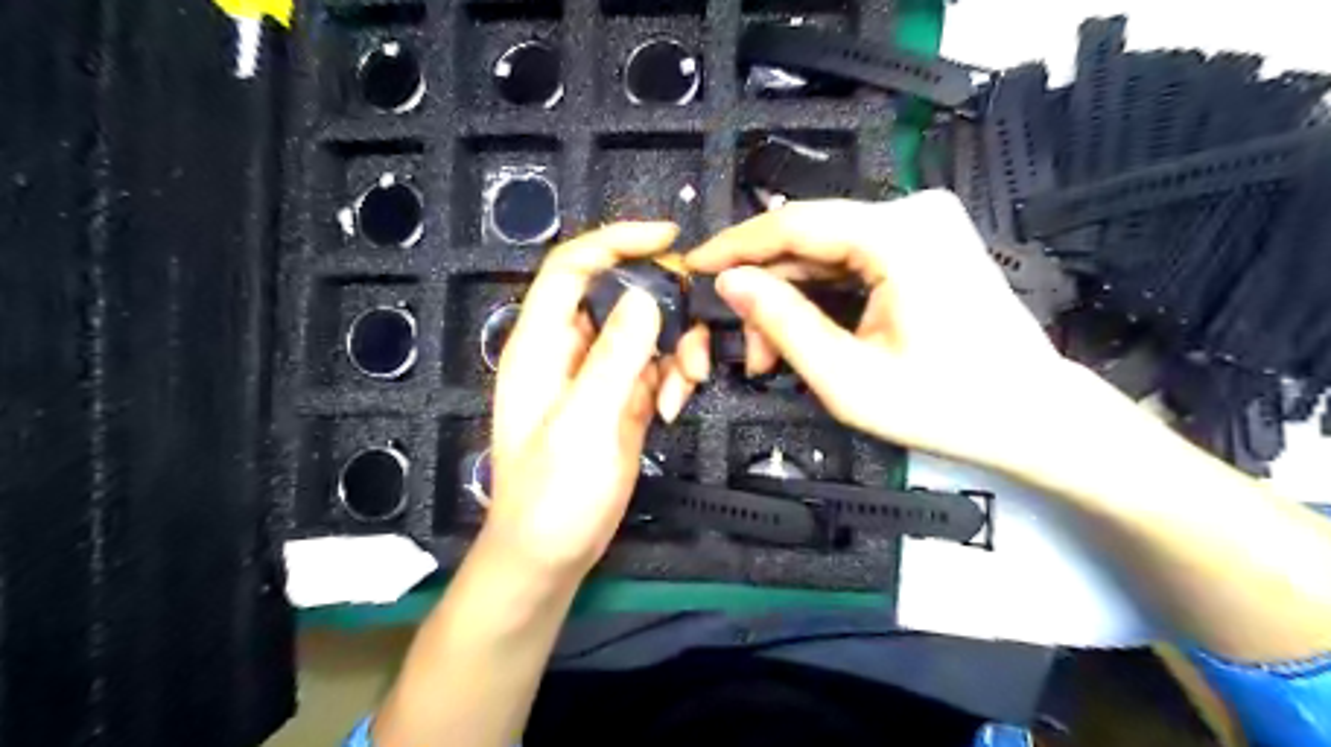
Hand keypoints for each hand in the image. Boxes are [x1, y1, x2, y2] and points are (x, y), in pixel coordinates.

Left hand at [476, 222, 705, 582]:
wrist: (551, 554)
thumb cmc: (553, 494)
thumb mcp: (584, 423)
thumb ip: (615, 357)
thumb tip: (645, 296)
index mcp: (542, 344)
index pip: (572, 267)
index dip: (615, 241)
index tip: (668, 238)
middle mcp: (569, 350)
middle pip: (620, 296)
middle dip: (665, 308)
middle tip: (697, 336)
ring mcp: (598, 376)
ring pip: (645, 332)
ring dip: (675, 348)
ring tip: (687, 384)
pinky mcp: (621, 400)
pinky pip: (654, 368)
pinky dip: (672, 378)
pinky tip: (675, 406)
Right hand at [693, 189, 1086, 474]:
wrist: (1033, 416)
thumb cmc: (947, 406)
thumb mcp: (848, 378)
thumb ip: (783, 323)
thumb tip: (729, 283)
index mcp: (898, 234)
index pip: (792, 223)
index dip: (734, 246)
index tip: (692, 266)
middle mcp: (911, 212)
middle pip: (808, 239)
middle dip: (764, 290)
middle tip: (739, 344)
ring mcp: (922, 225)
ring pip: (826, 252)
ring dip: (790, 298)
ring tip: (769, 352)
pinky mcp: (924, 244)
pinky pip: (852, 260)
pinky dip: (820, 295)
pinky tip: (802, 332)